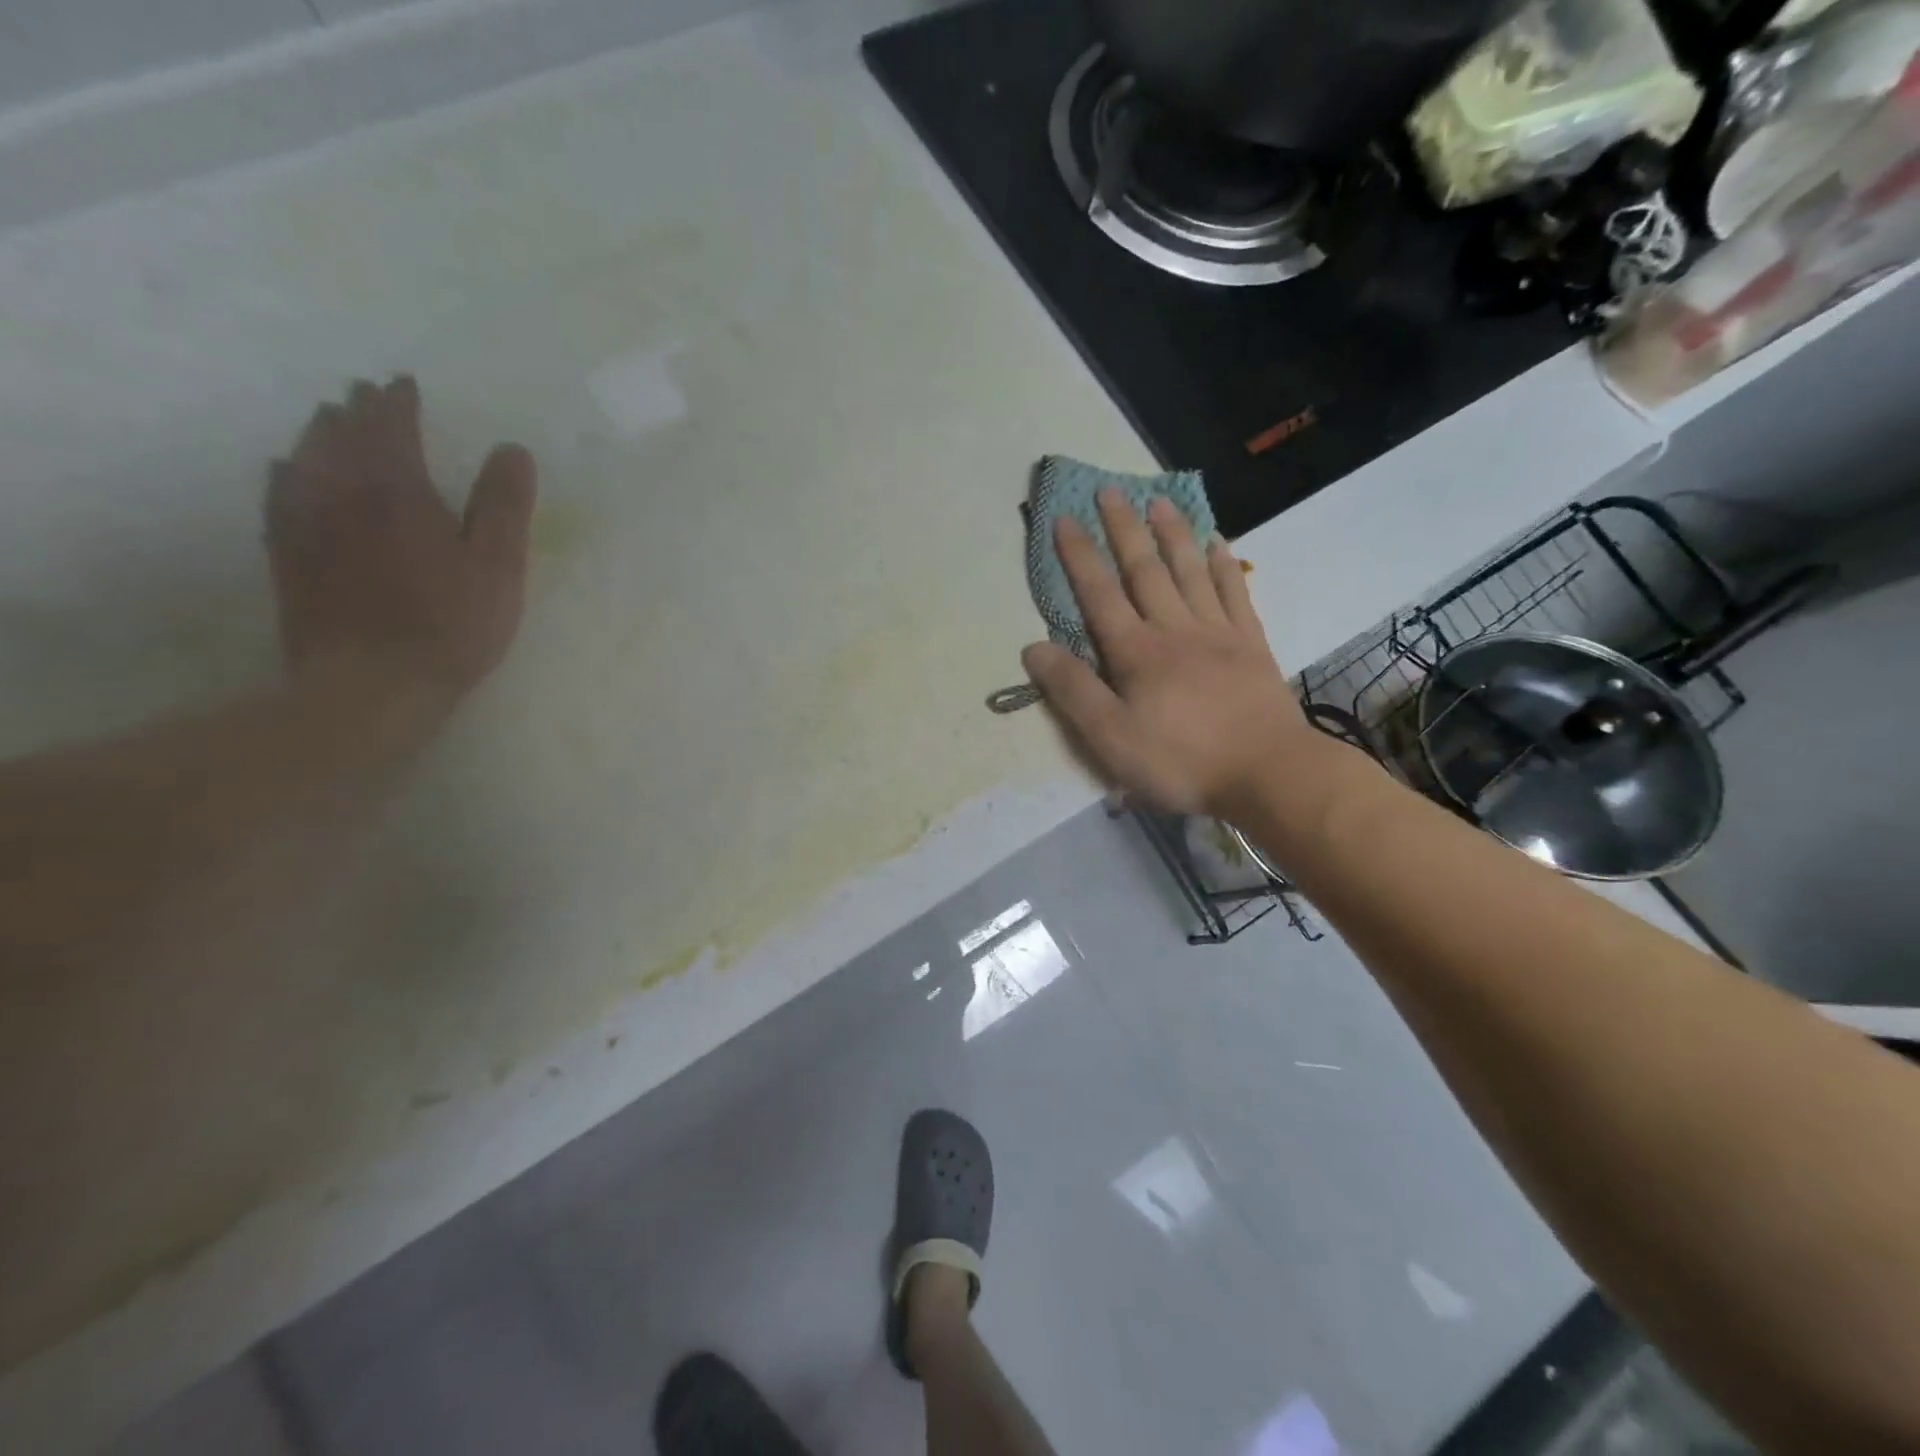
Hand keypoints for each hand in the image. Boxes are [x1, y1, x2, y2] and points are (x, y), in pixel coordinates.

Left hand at [265, 376, 536, 704]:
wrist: (372, 684)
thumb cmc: (449, 624)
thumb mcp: (497, 565)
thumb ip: (503, 504)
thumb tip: (511, 448)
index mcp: (396, 488)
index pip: (391, 425)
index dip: (398, 401)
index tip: (405, 384)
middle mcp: (339, 491)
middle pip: (340, 433)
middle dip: (356, 410)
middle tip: (367, 395)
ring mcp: (303, 523)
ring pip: (304, 457)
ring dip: (320, 434)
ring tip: (330, 421)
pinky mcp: (285, 556)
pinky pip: (279, 495)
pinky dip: (289, 473)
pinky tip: (289, 473)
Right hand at [1021, 490, 1314, 818]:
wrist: (1268, 772)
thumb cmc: (1181, 761)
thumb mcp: (1111, 738)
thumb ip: (1072, 691)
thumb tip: (1033, 648)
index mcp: (1136, 652)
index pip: (1099, 594)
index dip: (1079, 556)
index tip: (1064, 518)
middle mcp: (1175, 629)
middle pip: (1145, 570)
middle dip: (1124, 529)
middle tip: (1110, 490)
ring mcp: (1218, 632)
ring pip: (1190, 571)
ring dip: (1172, 534)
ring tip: (1159, 500)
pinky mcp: (1251, 645)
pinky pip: (1234, 592)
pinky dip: (1223, 565)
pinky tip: (1218, 543)